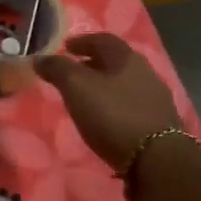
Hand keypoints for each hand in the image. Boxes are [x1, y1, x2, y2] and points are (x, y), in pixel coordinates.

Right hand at [35, 33, 179, 171]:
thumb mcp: (77, 88)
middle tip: (73, 72)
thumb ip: (57, 69)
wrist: (157, 160)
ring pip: (125, 85)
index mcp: (127, 59)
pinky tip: (105, 120)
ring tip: (86, 98)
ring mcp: (156, 100)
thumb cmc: (113, 115)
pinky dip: (115, 106)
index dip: (83, 41)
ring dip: (105, 87)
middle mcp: (146, 74)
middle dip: (93, 64)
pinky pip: (132, 106)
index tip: (66, 47)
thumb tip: (40, 57)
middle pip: (116, 62)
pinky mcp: (160, 125)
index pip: (103, 40)